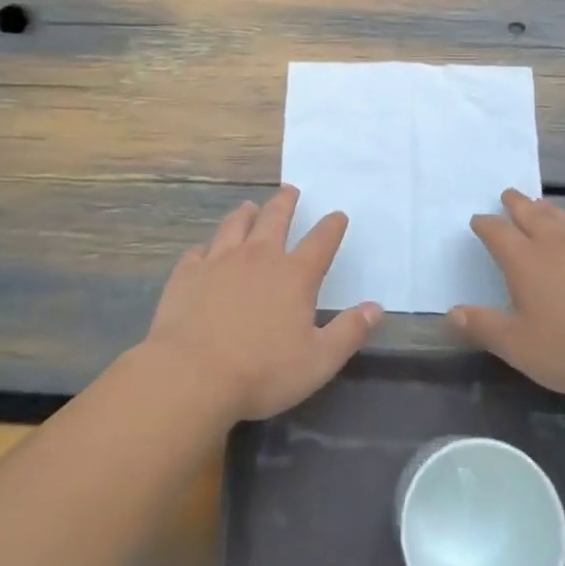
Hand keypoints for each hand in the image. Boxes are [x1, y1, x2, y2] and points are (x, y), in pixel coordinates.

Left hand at [143, 186, 381, 422]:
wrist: (192, 375)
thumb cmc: (263, 371)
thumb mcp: (319, 360)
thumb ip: (349, 332)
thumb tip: (376, 308)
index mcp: (294, 275)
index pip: (321, 241)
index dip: (332, 226)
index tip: (338, 215)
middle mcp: (259, 257)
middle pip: (275, 219)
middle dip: (286, 203)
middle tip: (290, 190)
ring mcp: (219, 261)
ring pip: (235, 225)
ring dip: (245, 214)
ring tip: (249, 207)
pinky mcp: (188, 274)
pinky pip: (199, 251)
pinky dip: (206, 247)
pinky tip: (205, 251)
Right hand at [450, 189, 564, 399]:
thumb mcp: (519, 347)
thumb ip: (483, 327)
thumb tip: (450, 313)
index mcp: (526, 261)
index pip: (498, 232)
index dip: (485, 225)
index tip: (478, 220)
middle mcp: (557, 244)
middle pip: (532, 214)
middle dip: (517, 204)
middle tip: (509, 195)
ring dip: (548, 209)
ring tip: (542, 205)